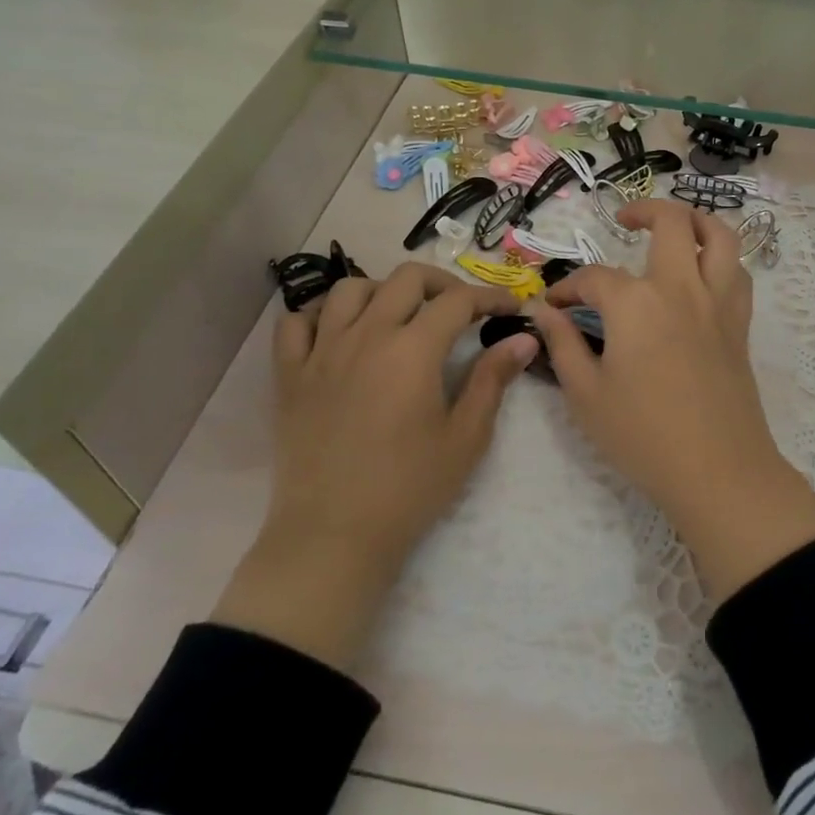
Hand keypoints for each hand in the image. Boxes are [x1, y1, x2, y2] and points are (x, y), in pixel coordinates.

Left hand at [213, 263, 537, 669]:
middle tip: (461, 307)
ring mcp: (321, 352)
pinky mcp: (289, 375)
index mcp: (412, 349)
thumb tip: (524, 337)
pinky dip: (320, 314)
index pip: (458, 300)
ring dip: (382, 290)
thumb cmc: (409, 488)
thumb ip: (493, 379)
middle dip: (442, 283)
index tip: (510, 307)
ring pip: (349, 289)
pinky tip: (340, 332)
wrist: (333, 536)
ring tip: (399, 315)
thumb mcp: (465, 436)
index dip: (490, 296)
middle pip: (406, 278)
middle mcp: (366, 335)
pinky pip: (296, 323)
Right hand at [528, 202, 814, 600]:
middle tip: (623, 222)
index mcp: (636, 303)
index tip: (554, 306)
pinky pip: (737, 272)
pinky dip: (721, 258)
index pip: (594, 279)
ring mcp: (717, 302)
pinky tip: (703, 273)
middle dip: (643, 211)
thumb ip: (562, 344)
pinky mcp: (740, 323)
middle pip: (671, 222)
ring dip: (696, 220)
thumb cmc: (643, 436)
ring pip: (719, 235)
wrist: (718, 471)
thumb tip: (543, 311)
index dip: (568, 288)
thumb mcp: (586, 395)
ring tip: (675, 227)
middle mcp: (680, 287)